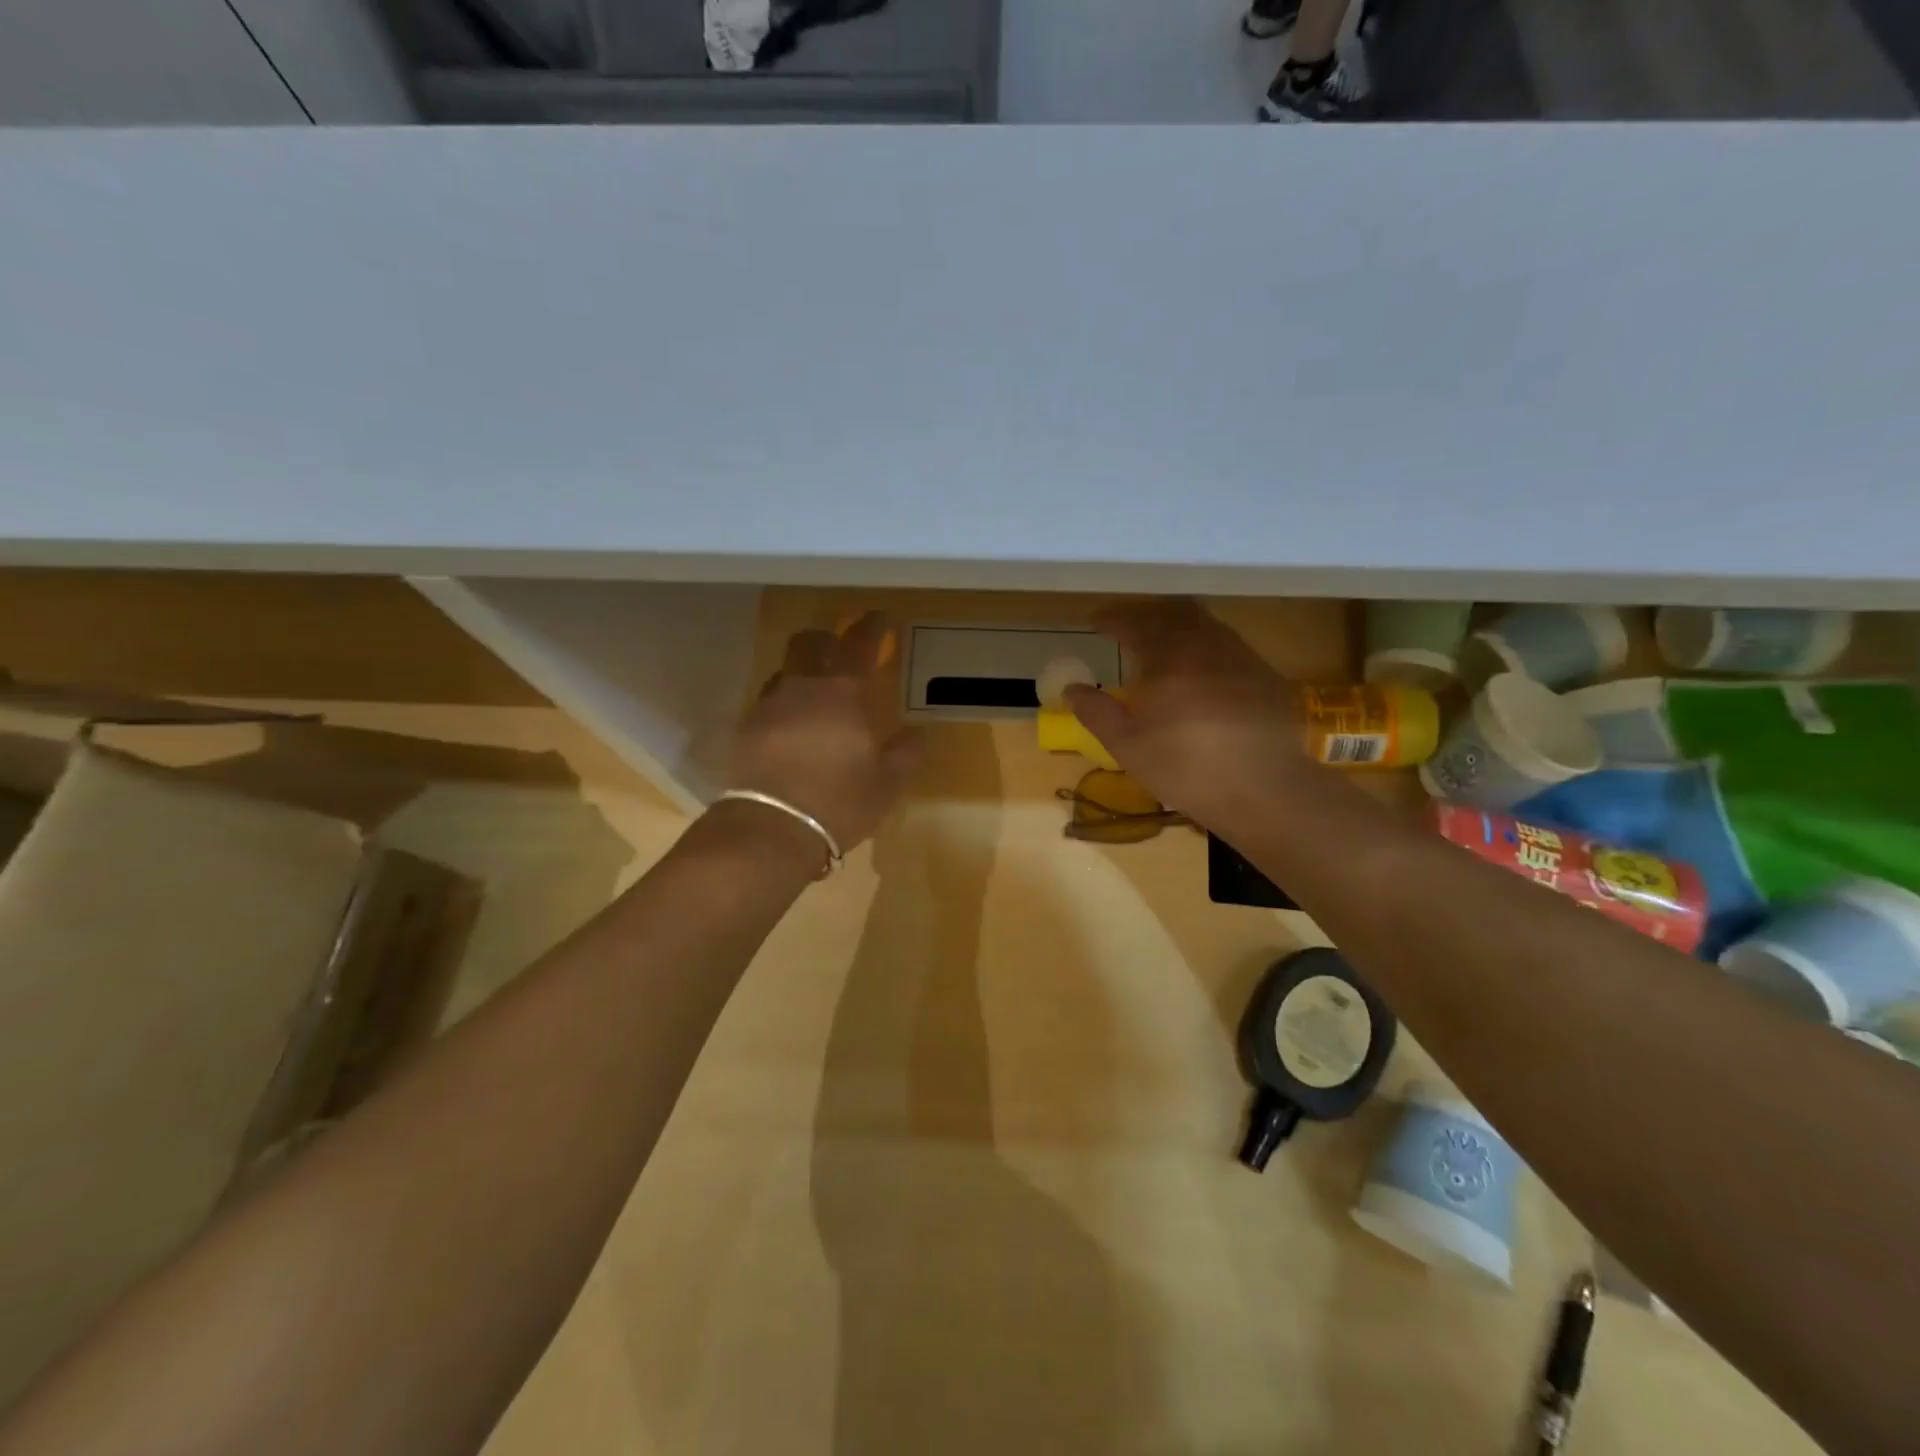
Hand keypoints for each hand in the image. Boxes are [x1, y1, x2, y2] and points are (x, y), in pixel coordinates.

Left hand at [726, 613, 922, 856]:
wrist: (771, 828)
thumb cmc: (839, 802)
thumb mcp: (886, 784)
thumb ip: (905, 753)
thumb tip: (918, 734)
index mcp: (843, 694)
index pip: (859, 645)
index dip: (871, 627)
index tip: (880, 618)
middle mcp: (803, 689)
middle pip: (807, 643)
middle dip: (825, 639)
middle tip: (838, 649)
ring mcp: (769, 707)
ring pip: (784, 673)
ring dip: (801, 674)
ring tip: (813, 696)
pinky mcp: (745, 730)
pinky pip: (767, 704)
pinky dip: (782, 707)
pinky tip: (789, 730)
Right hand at [1064, 599, 1312, 832]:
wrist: (1264, 790)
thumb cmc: (1185, 768)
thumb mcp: (1127, 747)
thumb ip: (1096, 712)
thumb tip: (1072, 688)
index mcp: (1167, 657)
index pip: (1134, 622)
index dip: (1112, 618)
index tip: (1096, 621)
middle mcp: (1205, 644)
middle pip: (1173, 611)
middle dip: (1147, 614)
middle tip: (1129, 626)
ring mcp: (1241, 657)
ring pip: (1205, 625)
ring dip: (1179, 626)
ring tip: (1164, 646)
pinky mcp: (1265, 675)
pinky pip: (1229, 646)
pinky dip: (1206, 647)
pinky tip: (1203, 673)